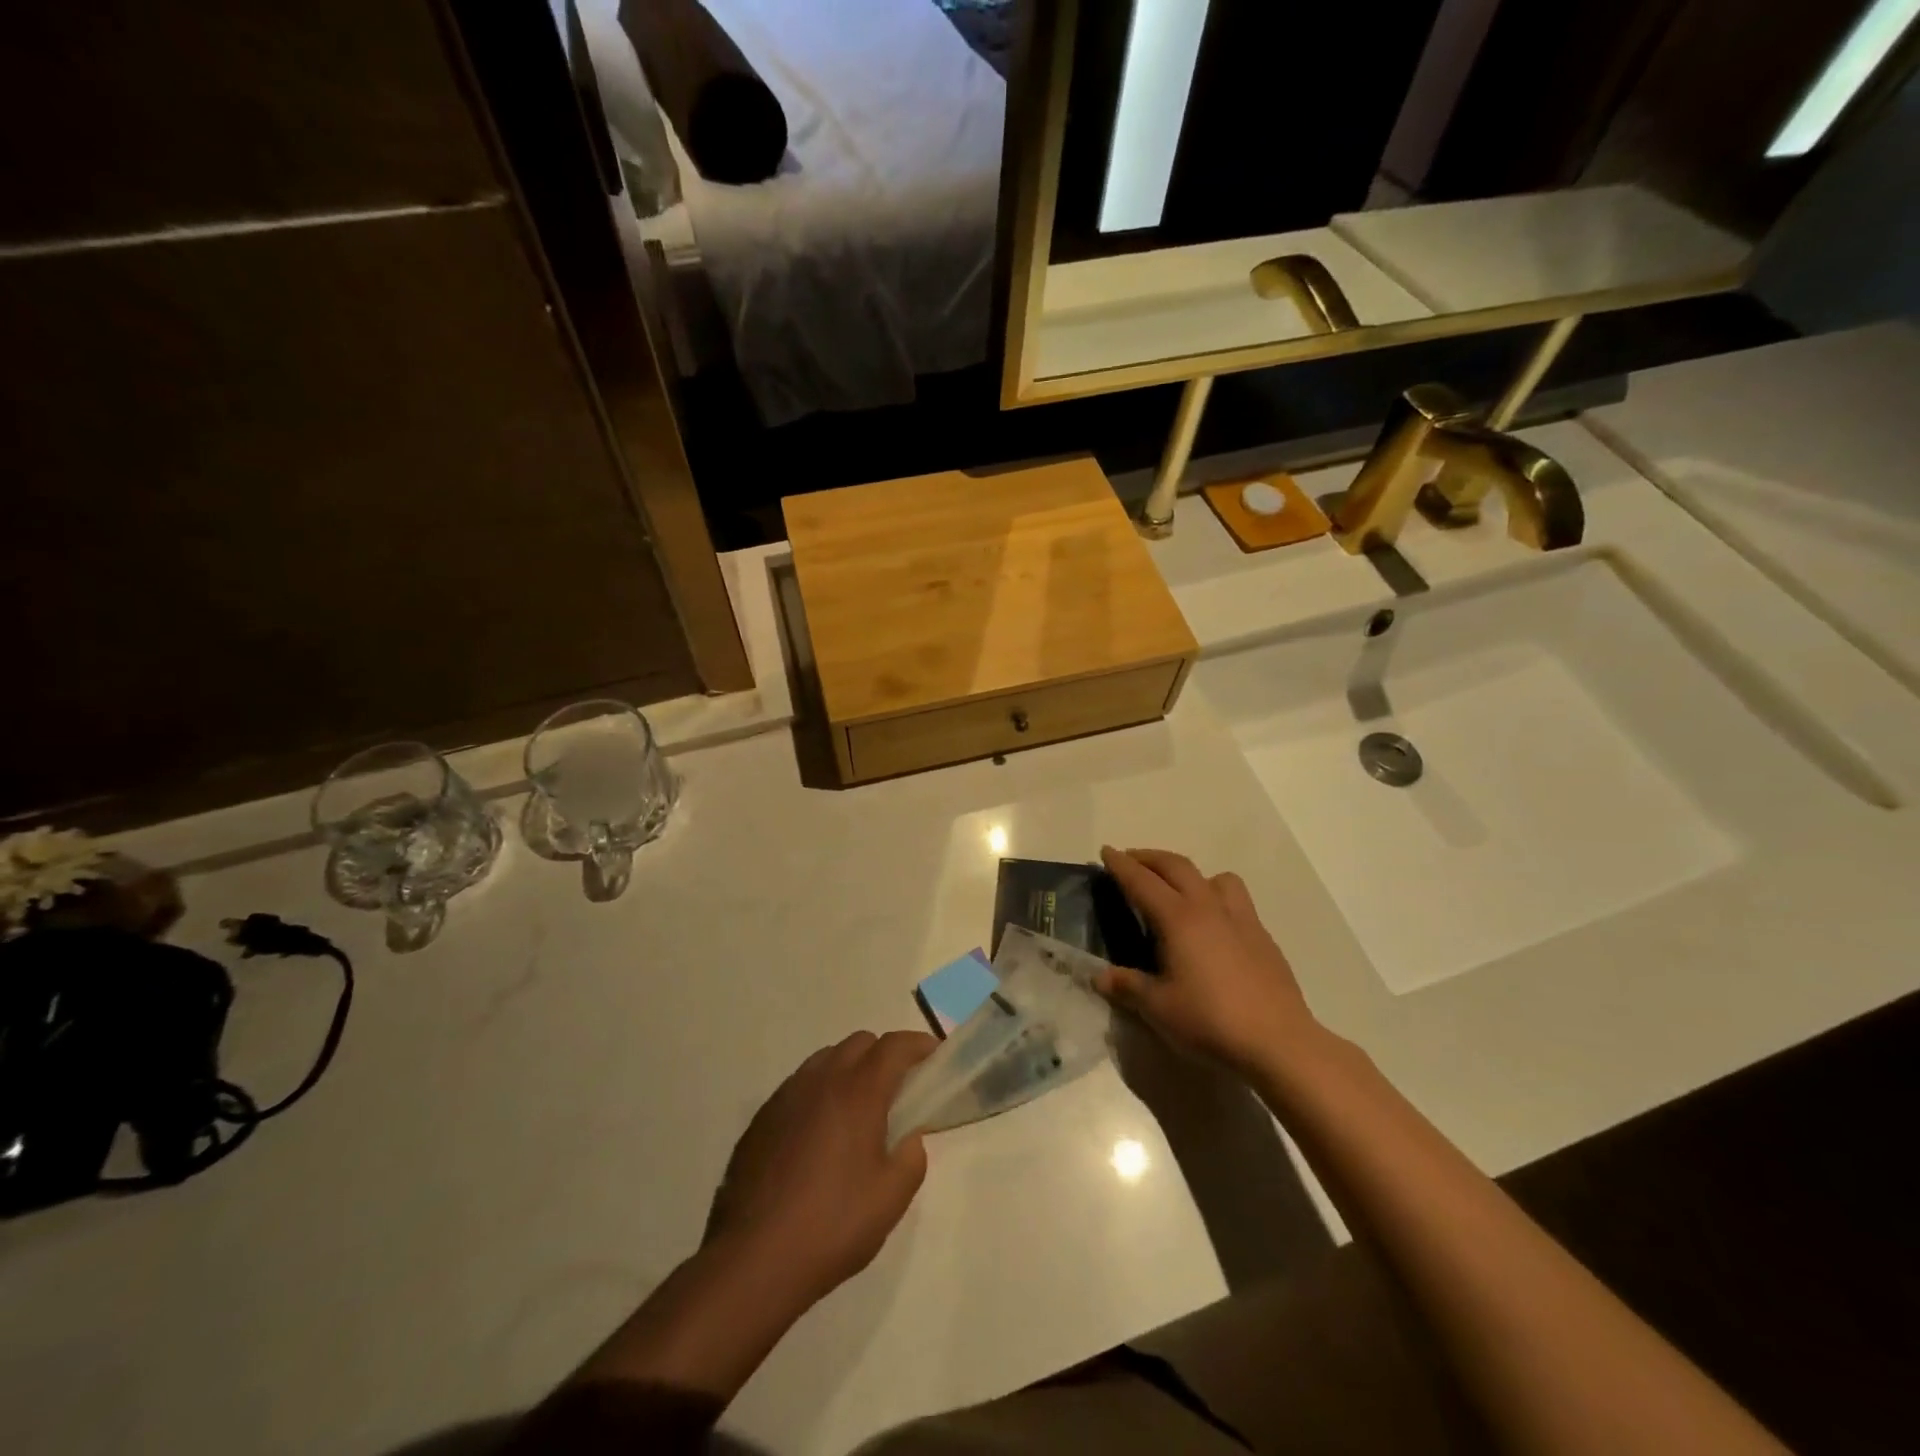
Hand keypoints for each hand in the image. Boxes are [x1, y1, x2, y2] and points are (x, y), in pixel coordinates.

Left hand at [705, 1030, 936, 1308]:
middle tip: (897, 1089)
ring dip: (849, 1069)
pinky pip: (799, 1086)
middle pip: (859, 1043)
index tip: (934, 1055)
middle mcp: (821, 1080)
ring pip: (826, 1059)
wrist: (753, 1259)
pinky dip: (819, 1092)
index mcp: (858, 1091)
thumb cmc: (832, 1224)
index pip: (894, 1046)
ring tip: (857, 1110)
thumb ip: (911, 1159)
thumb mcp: (891, 1199)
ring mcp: (786, 1095)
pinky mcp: (761, 1118)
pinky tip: (818, 1134)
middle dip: (884, 1055)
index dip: (918, 1043)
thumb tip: (909, 1138)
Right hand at [1095, 847, 1319, 1077]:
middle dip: (1150, 858)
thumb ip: (1127, 986)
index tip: (1106, 850)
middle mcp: (1209, 908)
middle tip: (1131, 860)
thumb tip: (1099, 976)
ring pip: (1214, 877)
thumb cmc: (1210, 1021)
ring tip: (1178, 891)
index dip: (1121, 865)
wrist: (1279, 1042)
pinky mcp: (1263, 937)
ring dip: (1190, 874)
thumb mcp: (1158, 1008)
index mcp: (1178, 919)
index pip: (1142, 881)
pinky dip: (1216, 897)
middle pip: (1177, 867)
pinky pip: (1236, 900)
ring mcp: (1241, 919)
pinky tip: (1212, 927)